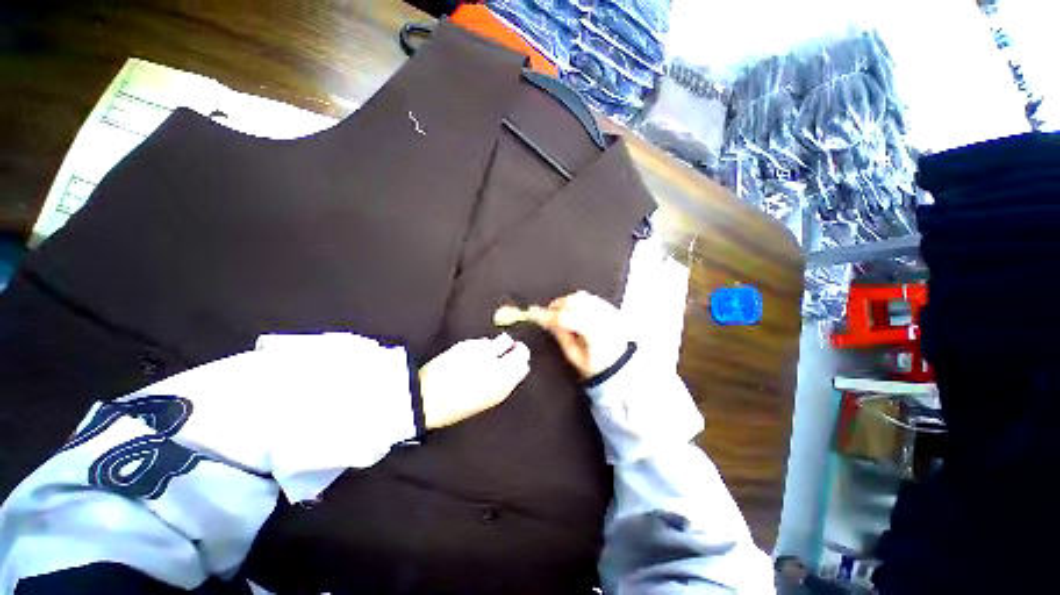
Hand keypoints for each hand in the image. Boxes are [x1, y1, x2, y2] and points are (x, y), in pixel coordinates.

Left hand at [418, 333, 529, 428]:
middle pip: (520, 349)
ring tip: (489, 354)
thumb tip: (518, 368)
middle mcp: (498, 363)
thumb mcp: (488, 399)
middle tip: (509, 353)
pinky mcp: (469, 343)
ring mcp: (484, 351)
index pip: (524, 363)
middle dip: (516, 350)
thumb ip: (506, 382)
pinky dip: (482, 346)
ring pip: (503, 340)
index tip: (518, 362)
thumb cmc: (457, 406)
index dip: (522, 362)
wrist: (426, 398)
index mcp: (504, 382)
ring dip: (500, 346)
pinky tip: (472, 355)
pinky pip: (484, 341)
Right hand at [539, 290, 627, 377]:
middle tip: (547, 315)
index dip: (545, 315)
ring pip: (582, 296)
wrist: (623, 367)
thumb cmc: (596, 367)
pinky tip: (575, 311)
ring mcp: (609, 310)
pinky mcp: (611, 308)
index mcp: (592, 331)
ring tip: (561, 313)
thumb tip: (548, 321)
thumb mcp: (575, 357)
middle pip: (573, 301)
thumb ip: (561, 336)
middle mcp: (602, 316)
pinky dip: (578, 301)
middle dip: (557, 305)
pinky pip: (591, 297)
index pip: (563, 318)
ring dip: (567, 301)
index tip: (531, 313)